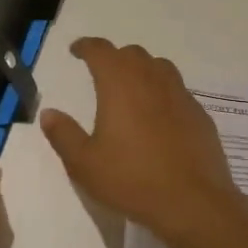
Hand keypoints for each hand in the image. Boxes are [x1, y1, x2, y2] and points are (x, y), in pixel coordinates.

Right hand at [40, 38, 247, 241]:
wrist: (193, 201)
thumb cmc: (132, 179)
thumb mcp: (85, 163)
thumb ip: (64, 134)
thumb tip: (48, 113)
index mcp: (120, 84)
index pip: (101, 51)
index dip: (86, 46)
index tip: (76, 50)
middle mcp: (152, 80)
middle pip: (132, 54)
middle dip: (114, 57)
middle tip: (101, 72)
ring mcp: (180, 95)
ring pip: (159, 67)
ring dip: (142, 69)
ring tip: (131, 88)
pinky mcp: (199, 114)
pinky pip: (177, 91)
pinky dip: (163, 93)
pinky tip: (158, 116)